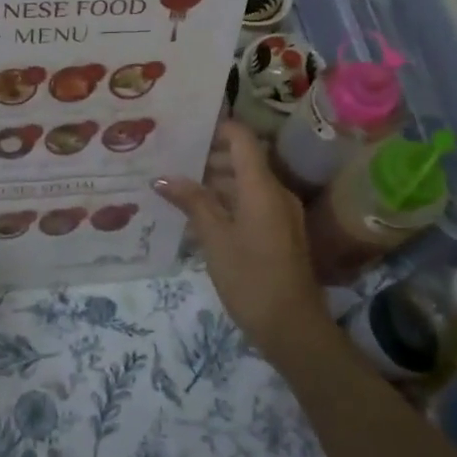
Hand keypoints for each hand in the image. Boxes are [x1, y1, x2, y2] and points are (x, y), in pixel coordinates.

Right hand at [154, 120, 331, 366]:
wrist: (293, 328)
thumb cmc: (251, 278)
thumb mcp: (215, 239)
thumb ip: (192, 202)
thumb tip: (163, 178)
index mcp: (262, 186)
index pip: (241, 138)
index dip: (216, 128)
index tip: (185, 129)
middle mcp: (276, 192)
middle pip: (243, 160)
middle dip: (208, 157)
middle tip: (172, 159)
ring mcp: (281, 214)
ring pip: (246, 184)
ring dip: (215, 183)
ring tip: (177, 187)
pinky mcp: (280, 233)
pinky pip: (252, 204)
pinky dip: (227, 203)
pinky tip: (199, 217)